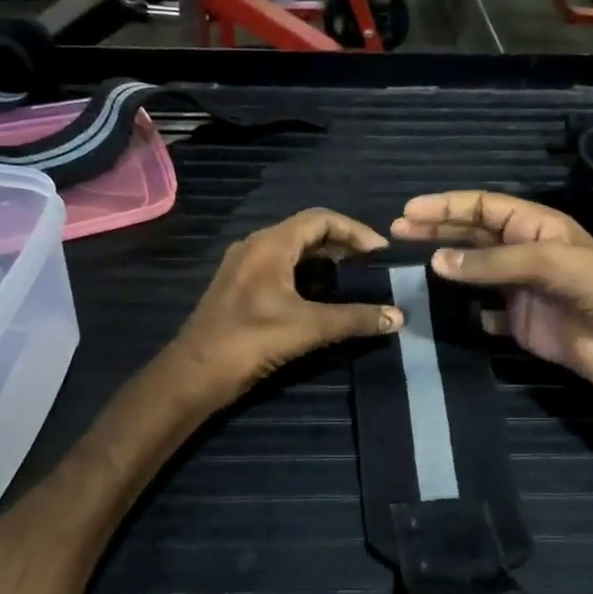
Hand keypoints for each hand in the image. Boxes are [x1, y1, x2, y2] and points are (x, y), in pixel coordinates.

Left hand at [170, 208, 402, 406]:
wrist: (194, 374)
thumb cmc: (249, 342)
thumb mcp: (308, 328)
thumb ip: (354, 319)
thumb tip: (399, 317)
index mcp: (270, 244)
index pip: (320, 219)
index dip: (355, 231)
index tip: (380, 253)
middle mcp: (255, 246)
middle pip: (306, 231)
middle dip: (342, 245)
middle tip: (371, 266)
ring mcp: (244, 267)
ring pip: (292, 251)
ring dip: (324, 260)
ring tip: (353, 279)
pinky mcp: (239, 288)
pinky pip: (280, 268)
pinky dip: (306, 274)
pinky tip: (321, 297)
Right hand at [391, 191, 592, 417]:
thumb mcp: (547, 262)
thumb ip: (491, 262)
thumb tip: (436, 263)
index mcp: (535, 226)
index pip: (483, 207)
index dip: (446, 207)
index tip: (408, 212)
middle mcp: (524, 252)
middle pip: (472, 236)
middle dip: (436, 232)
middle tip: (396, 233)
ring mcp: (521, 289)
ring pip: (473, 272)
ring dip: (444, 269)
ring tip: (409, 268)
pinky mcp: (519, 322)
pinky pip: (481, 312)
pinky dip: (460, 310)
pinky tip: (438, 309)